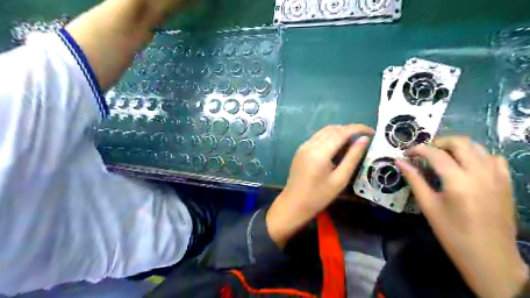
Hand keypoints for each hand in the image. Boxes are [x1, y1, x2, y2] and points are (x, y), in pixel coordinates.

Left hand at [265, 123, 371, 248]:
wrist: (293, 204)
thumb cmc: (319, 196)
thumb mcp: (340, 180)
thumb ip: (352, 157)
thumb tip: (364, 139)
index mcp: (320, 152)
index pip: (342, 132)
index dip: (358, 129)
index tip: (371, 132)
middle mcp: (310, 144)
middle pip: (333, 129)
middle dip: (349, 131)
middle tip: (362, 140)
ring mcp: (303, 146)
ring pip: (324, 131)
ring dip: (339, 133)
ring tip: (351, 145)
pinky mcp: (300, 149)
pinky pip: (317, 137)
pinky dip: (329, 138)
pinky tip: (336, 149)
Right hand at [395, 136, 527, 297]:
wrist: (489, 257)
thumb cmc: (452, 233)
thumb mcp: (428, 206)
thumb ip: (414, 180)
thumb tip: (399, 162)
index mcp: (458, 181)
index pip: (436, 154)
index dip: (418, 149)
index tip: (406, 153)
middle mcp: (480, 173)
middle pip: (460, 143)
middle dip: (439, 142)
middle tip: (424, 152)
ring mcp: (497, 177)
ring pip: (478, 147)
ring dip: (457, 147)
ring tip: (443, 156)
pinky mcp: (506, 183)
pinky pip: (494, 158)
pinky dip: (478, 155)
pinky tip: (467, 165)